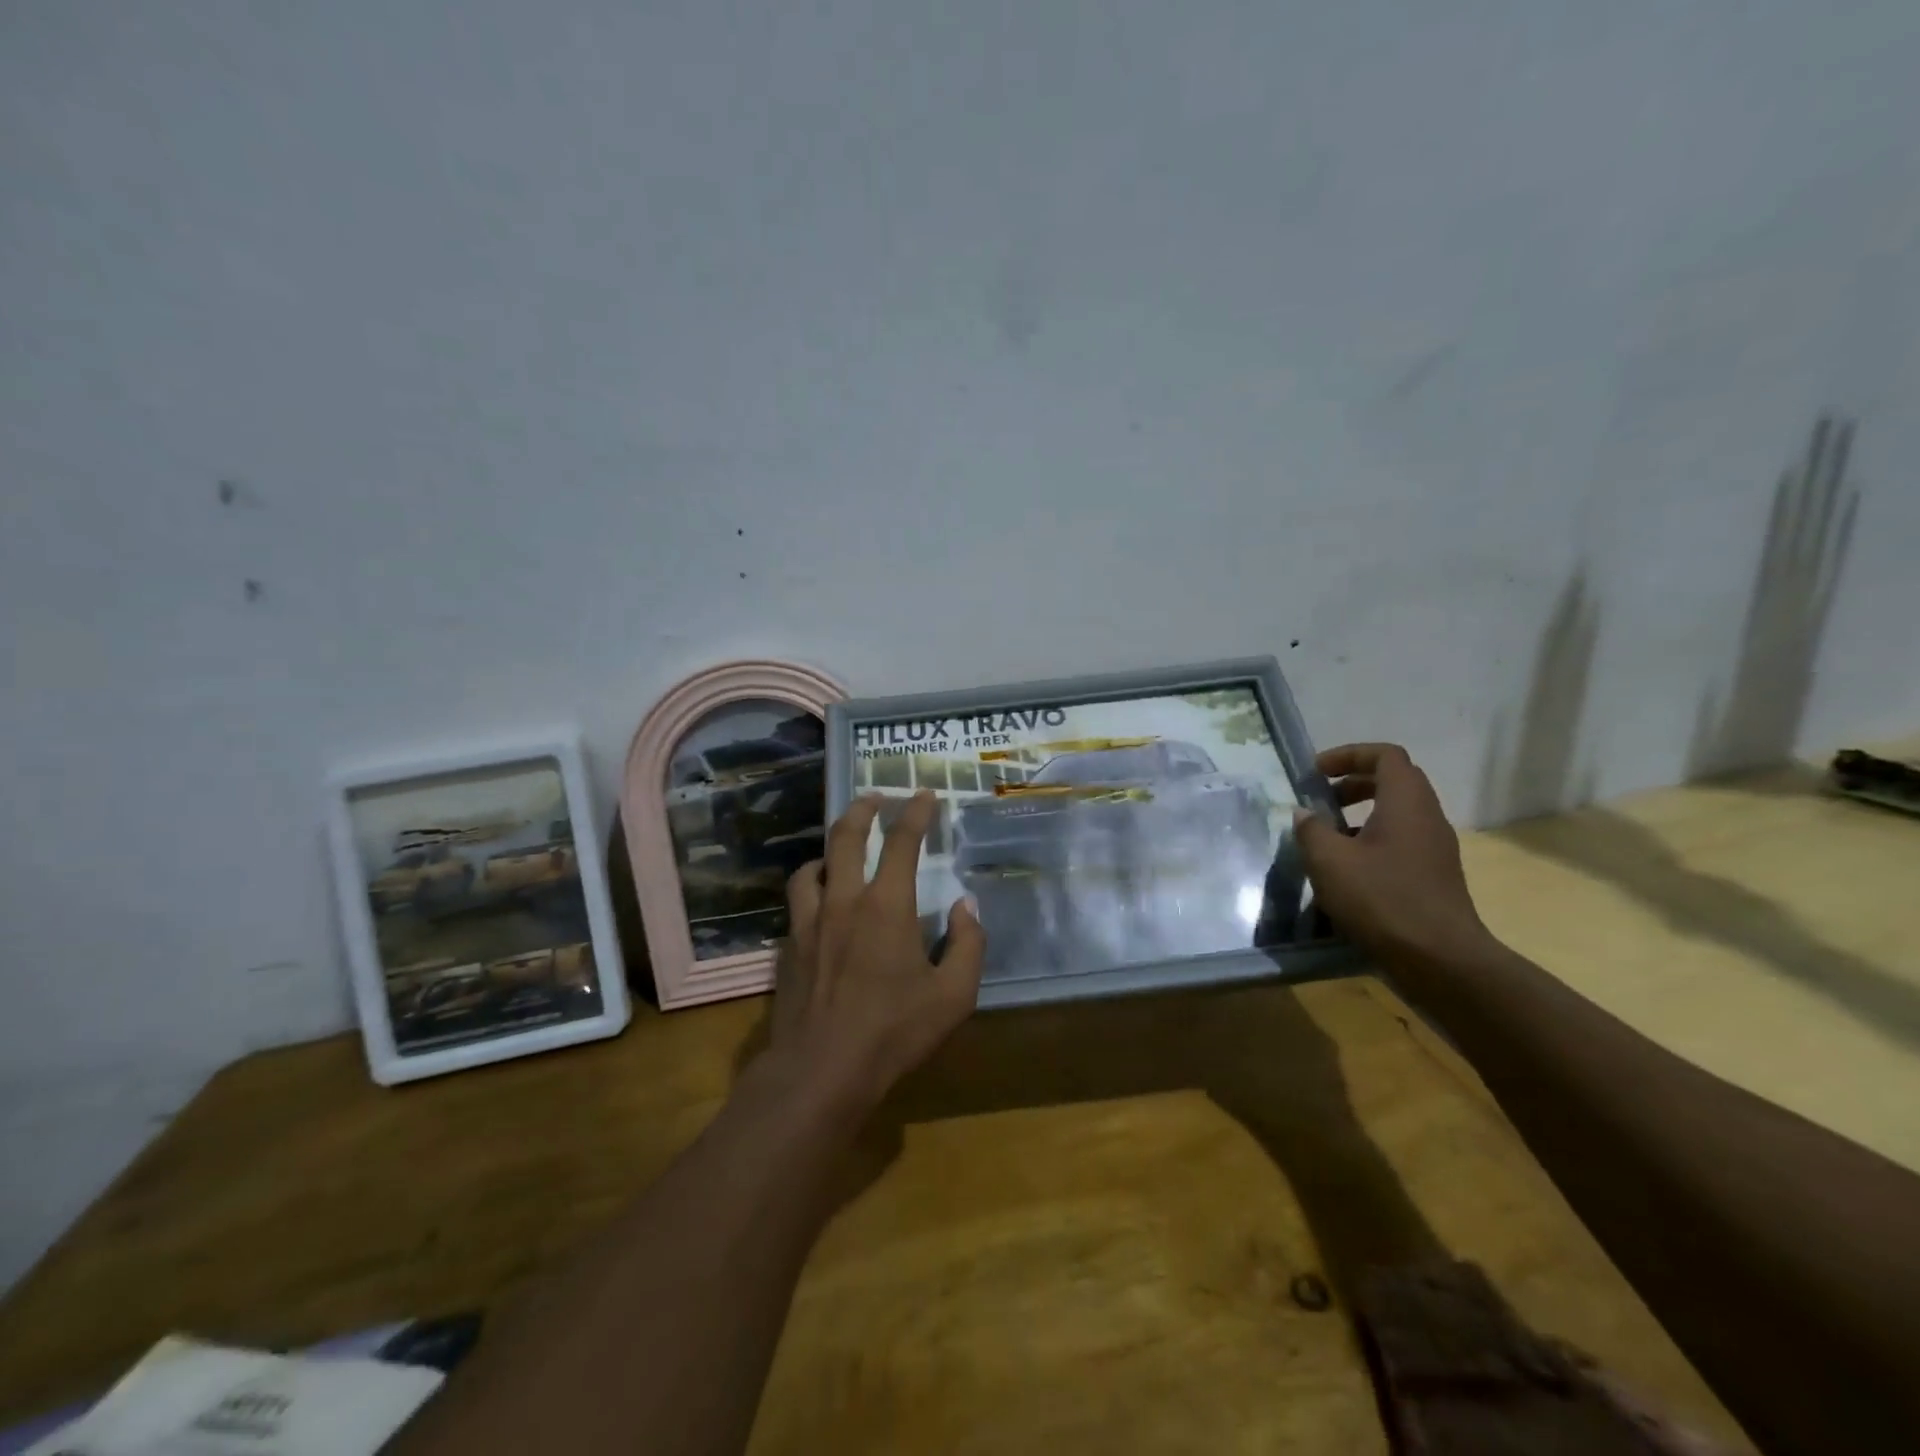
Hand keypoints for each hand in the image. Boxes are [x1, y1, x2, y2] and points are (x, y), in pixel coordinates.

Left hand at [768, 791, 984, 1117]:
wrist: (821, 1070)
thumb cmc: (893, 1032)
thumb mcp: (953, 996)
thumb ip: (967, 945)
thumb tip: (965, 907)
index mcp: (887, 905)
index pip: (903, 842)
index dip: (916, 813)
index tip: (924, 795)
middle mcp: (844, 900)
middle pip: (846, 837)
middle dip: (862, 809)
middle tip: (873, 797)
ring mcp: (810, 921)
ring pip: (812, 864)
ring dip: (829, 847)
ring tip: (840, 848)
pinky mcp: (790, 945)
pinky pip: (798, 898)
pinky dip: (811, 883)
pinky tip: (819, 898)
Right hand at [1292, 743, 1491, 969]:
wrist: (1440, 960)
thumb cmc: (1381, 899)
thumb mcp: (1329, 861)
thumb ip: (1312, 830)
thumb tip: (1304, 814)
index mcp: (1406, 802)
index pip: (1385, 755)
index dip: (1349, 754)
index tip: (1317, 773)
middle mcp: (1427, 817)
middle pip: (1395, 780)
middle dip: (1354, 782)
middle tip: (1321, 799)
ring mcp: (1435, 848)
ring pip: (1398, 813)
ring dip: (1362, 814)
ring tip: (1328, 837)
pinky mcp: (1434, 875)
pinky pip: (1402, 840)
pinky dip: (1373, 840)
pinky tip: (1348, 870)